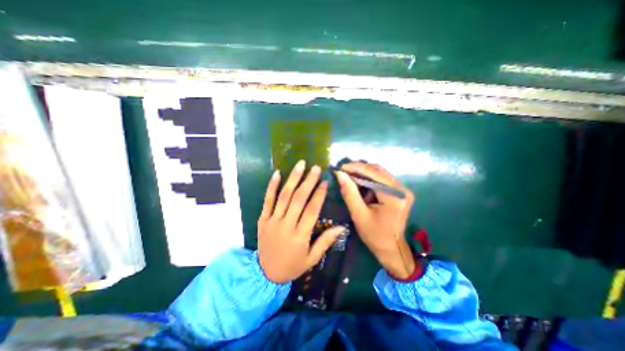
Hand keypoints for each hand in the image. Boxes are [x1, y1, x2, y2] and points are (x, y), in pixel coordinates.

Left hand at [259, 161, 346, 283]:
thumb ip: (325, 242)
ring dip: (293, 179)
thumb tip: (342, 227)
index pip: (312, 210)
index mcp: (300, 236)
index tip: (325, 181)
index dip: (319, 195)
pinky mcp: (263, 219)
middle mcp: (286, 225)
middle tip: (315, 167)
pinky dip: (272, 186)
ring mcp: (272, 221)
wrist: (266, 274)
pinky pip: (267, 200)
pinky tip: (277, 173)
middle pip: (298, 199)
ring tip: (300, 165)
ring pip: (284, 196)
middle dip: (308, 181)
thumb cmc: (292, 266)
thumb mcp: (312, 259)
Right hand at [334, 162, 416, 278]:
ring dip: (364, 173)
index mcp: (394, 196)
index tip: (341, 167)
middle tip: (343, 171)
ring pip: (380, 173)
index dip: (356, 168)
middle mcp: (402, 189)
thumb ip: (349, 193)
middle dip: (359, 169)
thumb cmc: (374, 235)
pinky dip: (369, 179)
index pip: (374, 174)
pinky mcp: (399, 192)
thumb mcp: (358, 214)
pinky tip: (359, 183)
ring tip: (349, 176)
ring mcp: (402, 190)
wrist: (392, 249)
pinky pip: (382, 180)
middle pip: (378, 171)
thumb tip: (340, 174)